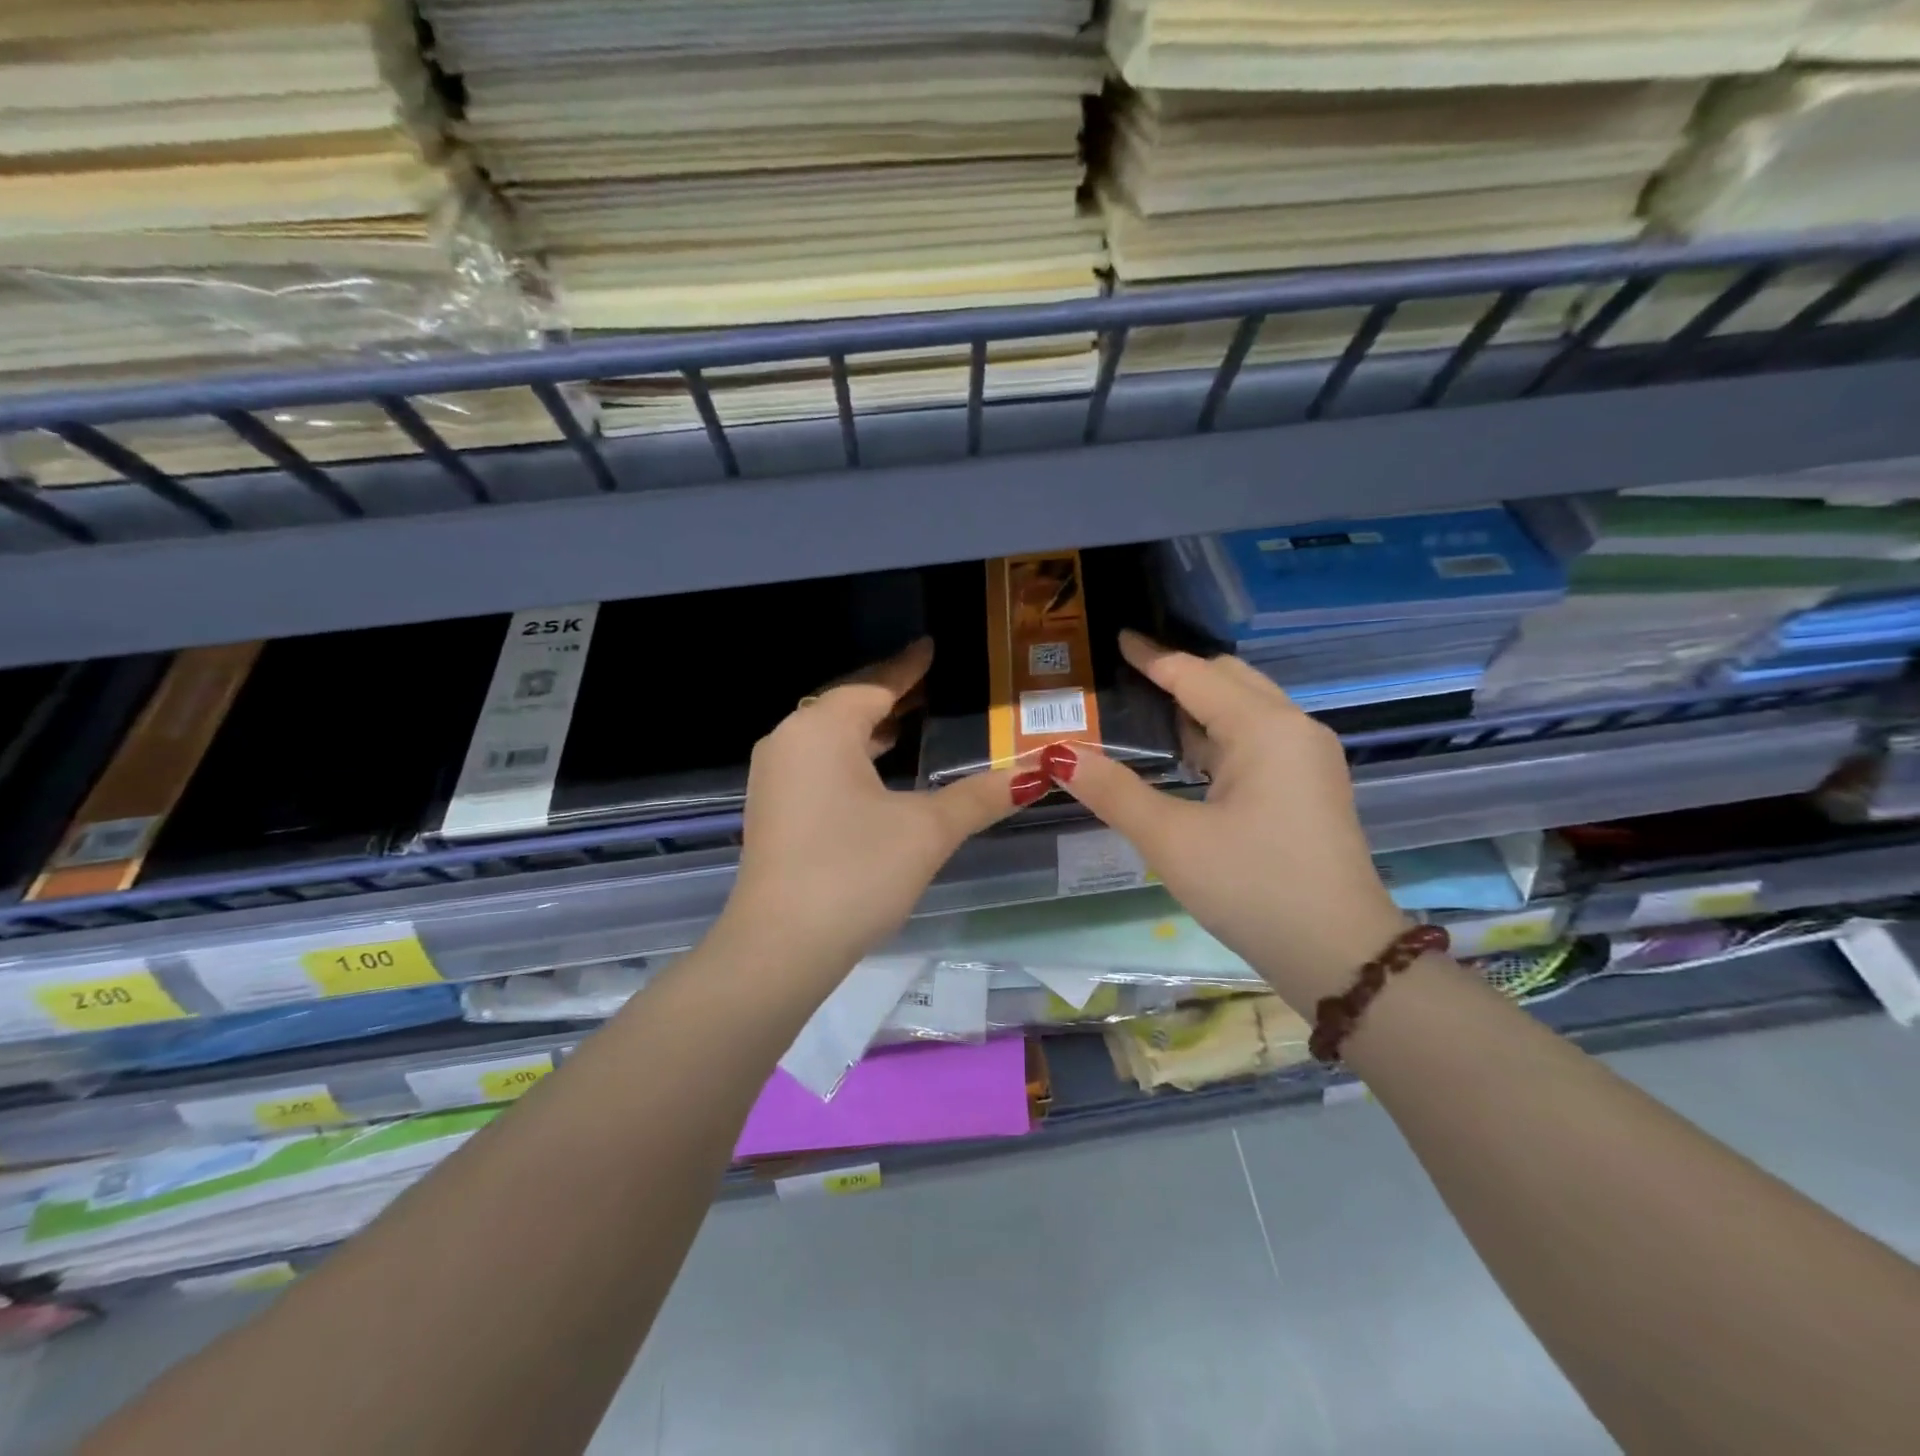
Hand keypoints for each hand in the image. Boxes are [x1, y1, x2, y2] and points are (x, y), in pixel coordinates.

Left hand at [721, 638, 1027, 981]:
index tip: (932, 647)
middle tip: (935, 687)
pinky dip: (850, 756)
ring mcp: (774, 775)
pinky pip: (817, 762)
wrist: (780, 947)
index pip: (874, 685)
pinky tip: (878, 772)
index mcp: (822, 727)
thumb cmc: (855, 872)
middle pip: (848, 704)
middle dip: (891, 697)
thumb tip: (1040, 771)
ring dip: (869, 728)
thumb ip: (982, 795)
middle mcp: (789, 739)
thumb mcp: (928, 830)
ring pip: (830, 735)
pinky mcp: (772, 807)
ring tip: (913, 724)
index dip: (908, 668)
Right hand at [1046, 631, 1406, 1011]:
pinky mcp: (1309, 787)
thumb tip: (1060, 755)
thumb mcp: (1171, 840)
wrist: (1339, 955)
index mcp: (1265, 728)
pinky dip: (1218, 736)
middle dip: (1179, 674)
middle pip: (1229, 680)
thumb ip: (1113, 791)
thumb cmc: (1253, 888)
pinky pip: (1257, 741)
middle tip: (1126, 678)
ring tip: (1146, 713)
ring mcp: (1308, 759)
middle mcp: (1294, 729)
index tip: (1117, 638)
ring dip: (1199, 706)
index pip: (1195, 675)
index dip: (1151, 656)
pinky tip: (1186, 757)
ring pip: (1246, 710)